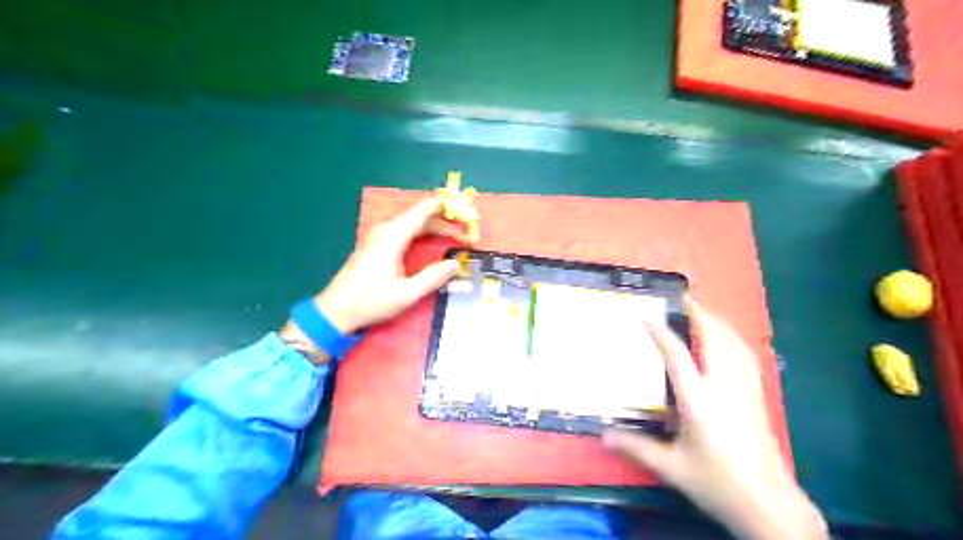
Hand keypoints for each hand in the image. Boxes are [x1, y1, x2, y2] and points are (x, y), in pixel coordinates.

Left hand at [280, 199, 472, 362]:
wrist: (335, 310)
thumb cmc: (370, 301)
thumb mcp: (406, 294)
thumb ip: (433, 277)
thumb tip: (455, 264)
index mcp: (394, 235)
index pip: (425, 209)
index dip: (448, 208)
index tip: (468, 214)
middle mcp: (387, 229)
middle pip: (422, 215)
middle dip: (447, 222)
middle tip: (467, 235)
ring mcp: (380, 235)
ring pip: (414, 223)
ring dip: (436, 227)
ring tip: (456, 238)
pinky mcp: (377, 243)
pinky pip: (406, 230)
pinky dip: (424, 233)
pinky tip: (433, 243)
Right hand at [608, 301, 826, 538]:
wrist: (769, 505)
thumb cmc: (718, 483)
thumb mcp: (671, 467)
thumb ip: (637, 447)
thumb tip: (603, 436)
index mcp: (700, 403)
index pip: (678, 357)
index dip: (661, 333)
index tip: (646, 317)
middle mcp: (725, 389)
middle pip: (716, 339)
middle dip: (700, 314)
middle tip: (683, 299)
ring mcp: (746, 391)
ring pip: (736, 344)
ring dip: (719, 323)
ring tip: (703, 312)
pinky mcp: (759, 398)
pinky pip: (748, 357)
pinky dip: (735, 339)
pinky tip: (728, 339)